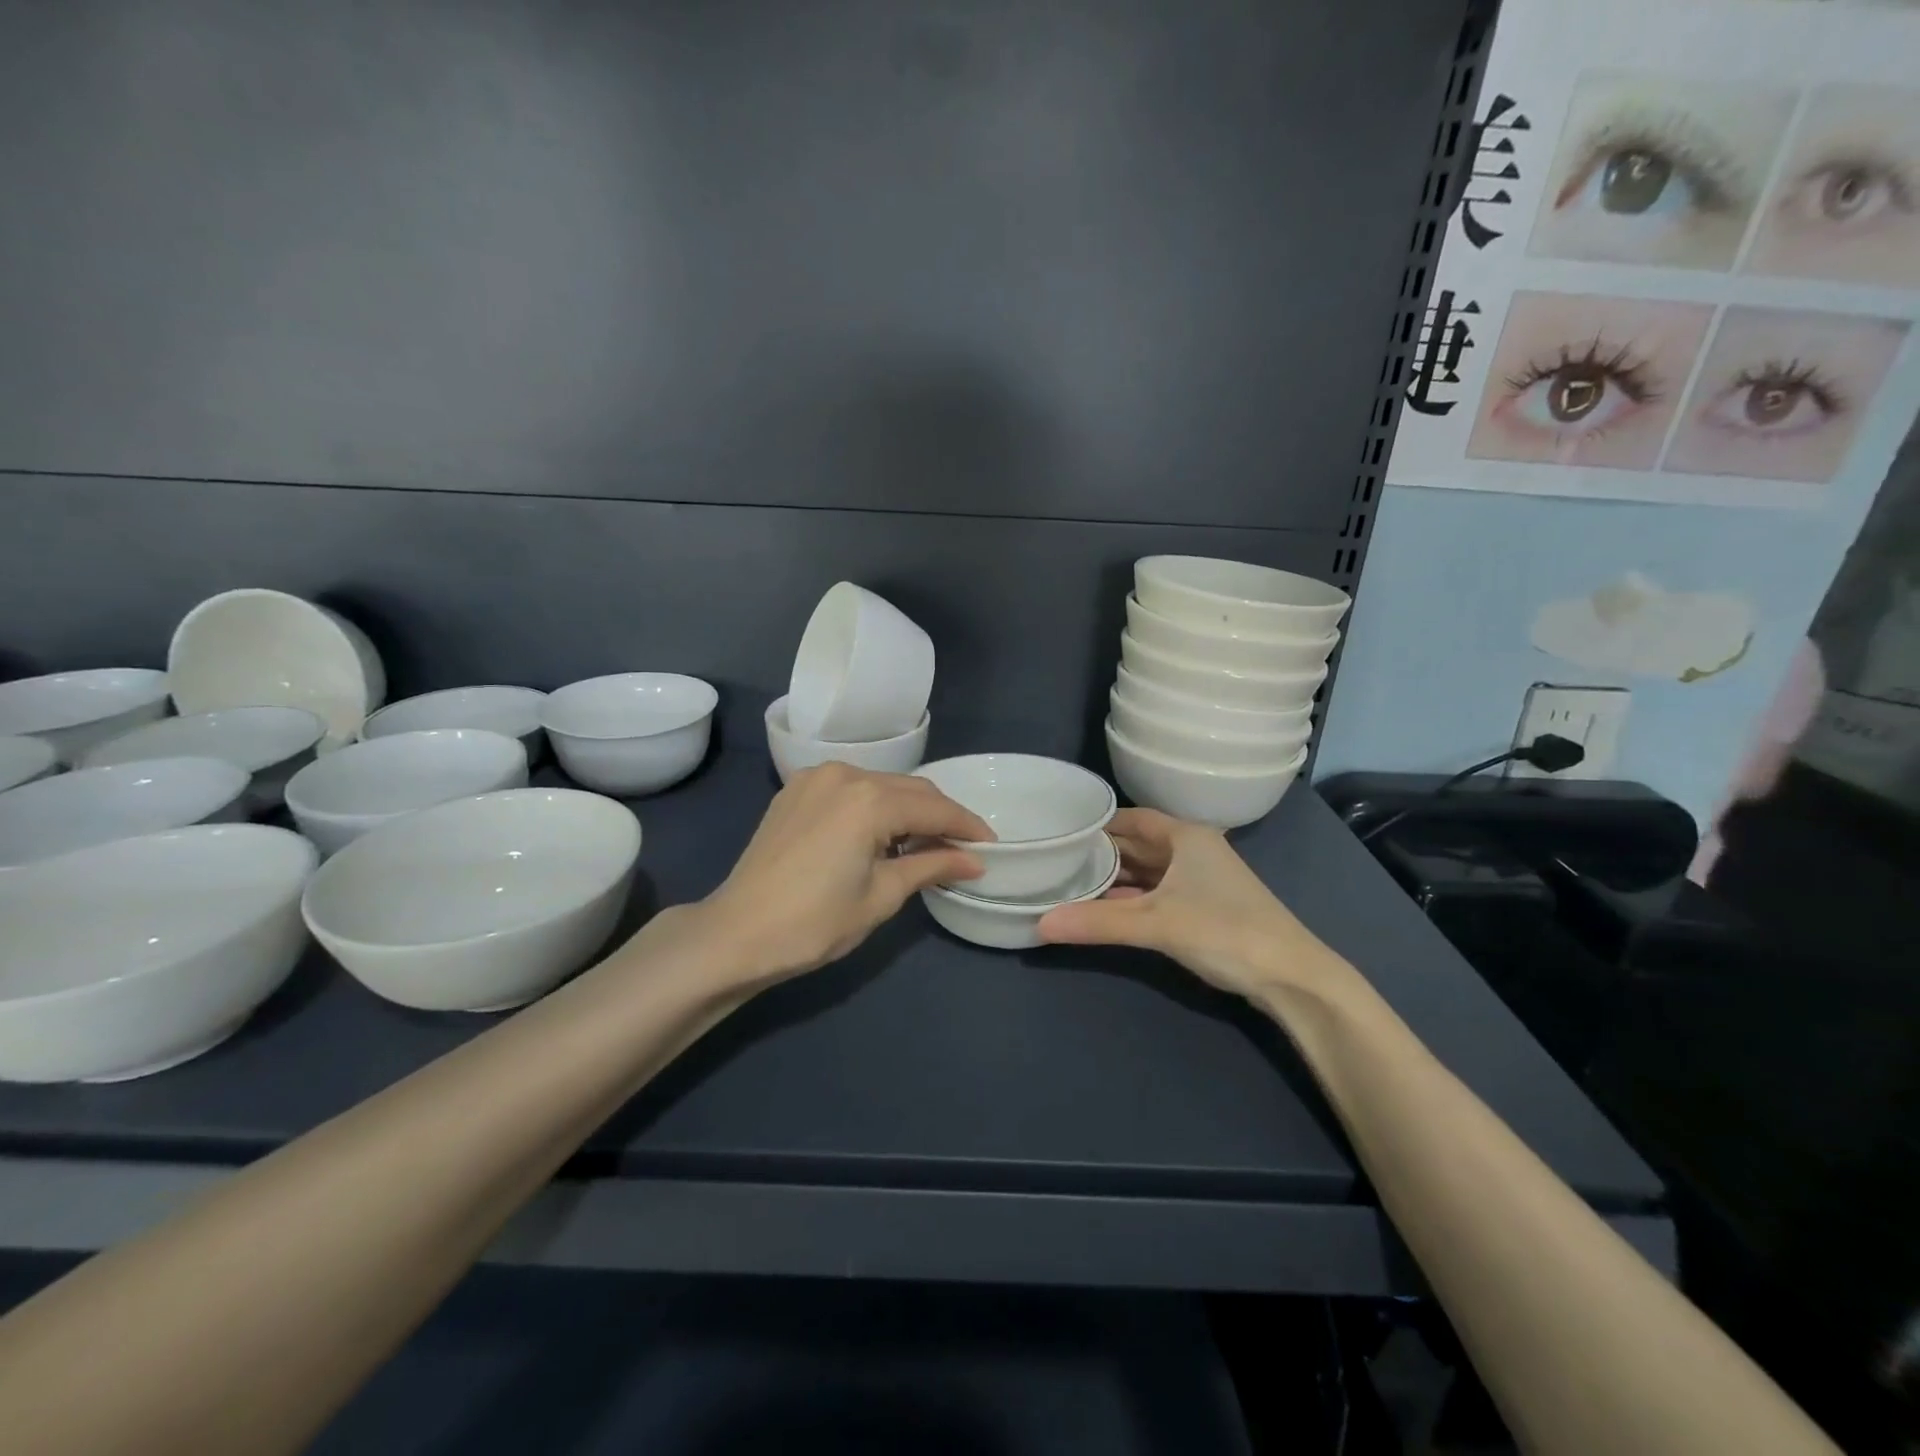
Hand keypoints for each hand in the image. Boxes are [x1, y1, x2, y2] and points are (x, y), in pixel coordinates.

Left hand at [701, 763, 992, 984]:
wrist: (736, 933)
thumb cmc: (814, 922)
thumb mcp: (882, 896)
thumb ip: (931, 866)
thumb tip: (974, 861)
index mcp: (869, 799)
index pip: (935, 809)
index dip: (968, 828)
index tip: (991, 847)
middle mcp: (845, 774)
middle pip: (911, 790)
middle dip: (941, 817)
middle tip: (963, 849)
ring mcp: (816, 777)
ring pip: (882, 785)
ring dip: (909, 809)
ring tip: (926, 844)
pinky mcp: (796, 789)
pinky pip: (852, 788)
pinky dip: (876, 805)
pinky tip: (882, 833)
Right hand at [1037, 809, 1336, 1000]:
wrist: (1292, 977)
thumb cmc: (1225, 931)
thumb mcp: (1156, 923)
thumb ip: (1098, 923)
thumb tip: (1040, 923)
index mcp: (1186, 837)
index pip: (1130, 818)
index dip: (1096, 824)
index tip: (1058, 832)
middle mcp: (1192, 851)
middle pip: (1136, 846)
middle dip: (1099, 854)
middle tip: (1054, 862)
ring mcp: (1200, 881)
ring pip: (1146, 873)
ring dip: (1113, 881)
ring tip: (1069, 885)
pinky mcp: (1203, 909)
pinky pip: (1156, 895)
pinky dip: (1130, 901)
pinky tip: (1103, 911)